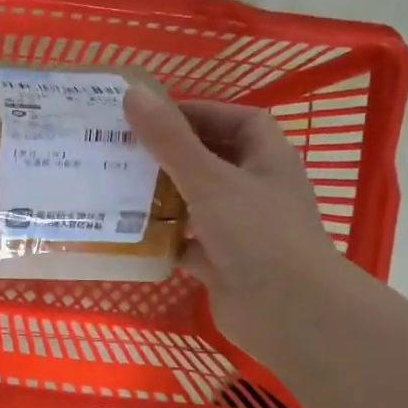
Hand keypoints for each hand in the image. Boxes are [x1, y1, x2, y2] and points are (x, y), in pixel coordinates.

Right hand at [125, 88, 354, 364]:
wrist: (289, 312)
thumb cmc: (257, 234)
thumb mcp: (210, 179)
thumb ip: (170, 140)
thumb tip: (132, 94)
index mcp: (267, 160)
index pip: (238, 120)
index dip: (200, 113)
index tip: (154, 116)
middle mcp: (256, 190)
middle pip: (212, 160)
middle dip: (172, 155)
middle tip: (125, 149)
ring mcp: (240, 230)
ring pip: (197, 203)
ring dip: (164, 196)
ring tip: (118, 186)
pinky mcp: (223, 264)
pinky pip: (187, 243)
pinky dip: (164, 239)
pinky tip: (130, 234)